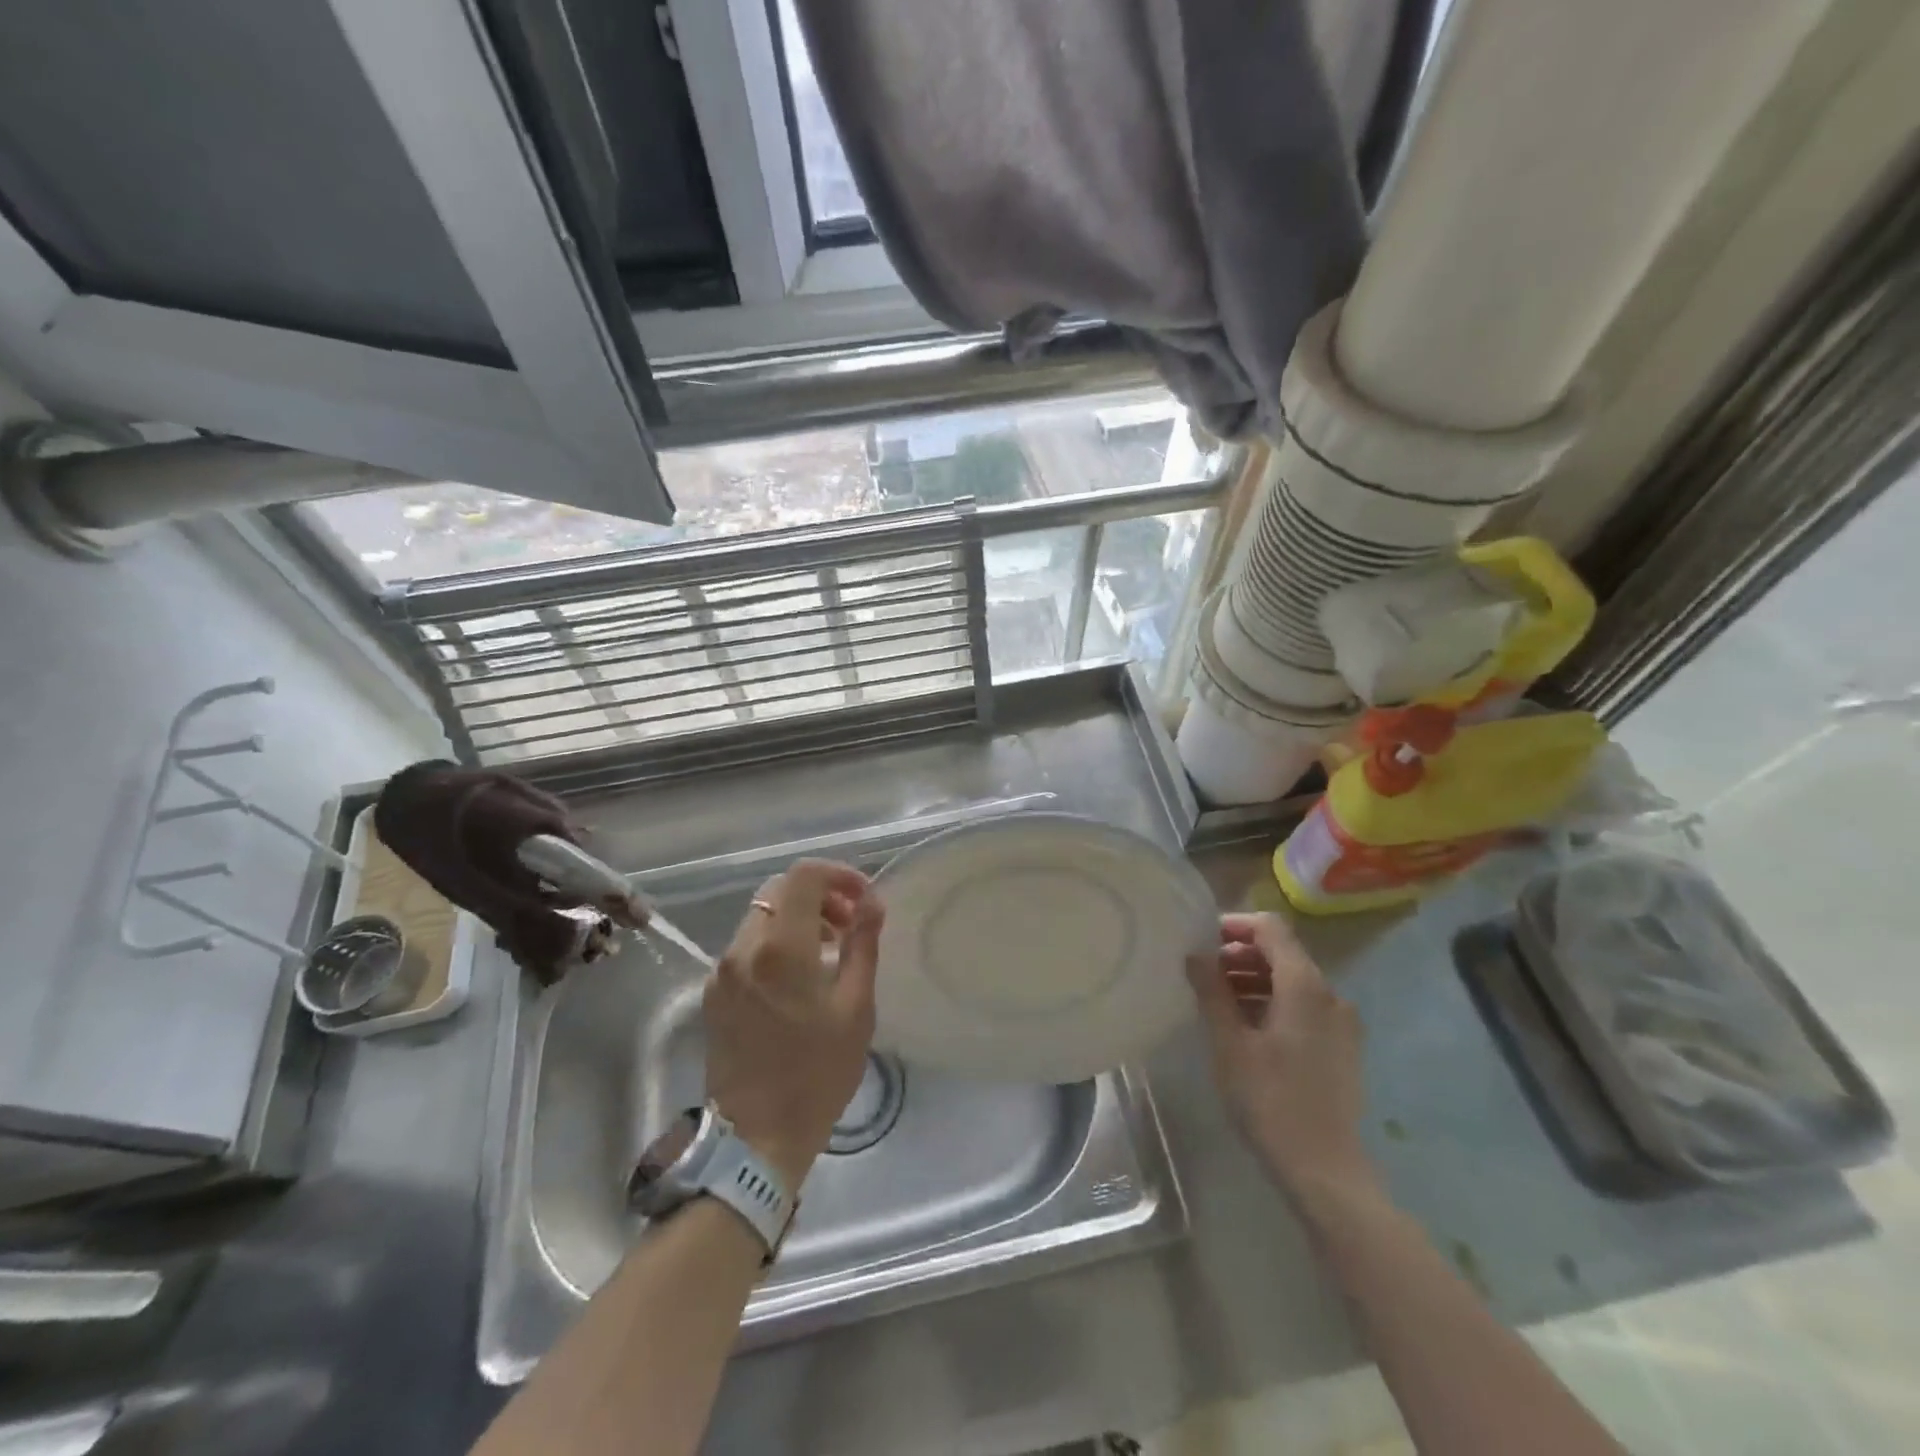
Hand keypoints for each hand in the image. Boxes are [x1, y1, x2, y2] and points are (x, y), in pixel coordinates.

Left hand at [704, 859, 883, 1189]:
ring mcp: (722, 970)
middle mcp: (743, 949)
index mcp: (781, 950)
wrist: (756, 1139)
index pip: (804, 876)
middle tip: (850, 924)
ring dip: (798, 917)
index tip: (863, 898)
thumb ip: (864, 944)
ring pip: (762, 915)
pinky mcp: (713, 991)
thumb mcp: (856, 1008)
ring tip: (830, 948)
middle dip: (820, 895)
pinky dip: (776, 941)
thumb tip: (872, 902)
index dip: (839, 875)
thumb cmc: (817, 1074)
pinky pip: (747, 945)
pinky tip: (799, 974)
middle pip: (780, 891)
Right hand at [1186, 912, 1377, 1201]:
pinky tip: (1247, 1028)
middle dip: (1241, 955)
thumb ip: (1212, 991)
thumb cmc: (1270, 1100)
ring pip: (1293, 981)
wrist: (1325, 1170)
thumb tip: (1196, 954)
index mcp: (1305, 985)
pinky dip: (1274, 1003)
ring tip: (1219, 1001)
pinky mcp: (1343, 1047)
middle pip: (1283, 953)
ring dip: (1255, 980)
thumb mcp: (1229, 1043)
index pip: (1271, 928)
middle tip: (1203, 974)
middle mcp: (1331, 994)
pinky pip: (1305, 1006)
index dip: (1235, 926)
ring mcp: (1342, 1022)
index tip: (1202, 942)